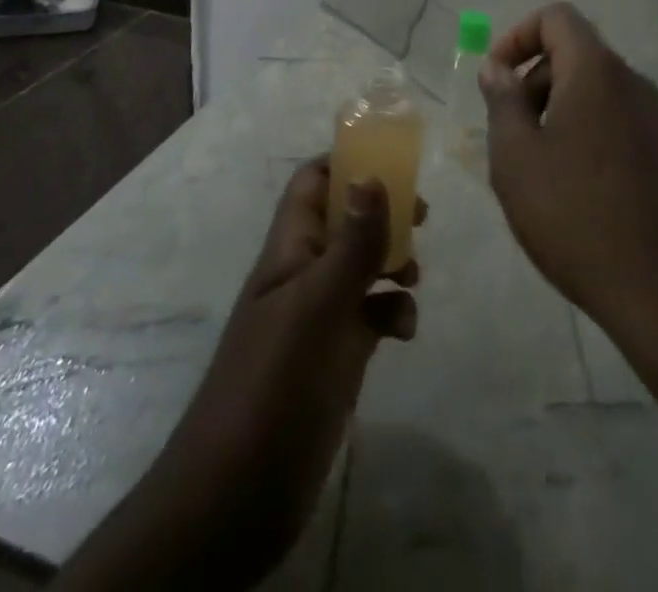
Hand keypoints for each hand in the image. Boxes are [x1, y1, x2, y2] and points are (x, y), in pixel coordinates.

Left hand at [150, 159, 424, 585]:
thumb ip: (351, 244)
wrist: (236, 497)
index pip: (312, 183)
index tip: (393, 159)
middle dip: (383, 211)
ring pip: (363, 266)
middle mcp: (305, 274)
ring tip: (414, 276)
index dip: (346, 162)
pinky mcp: (338, 356)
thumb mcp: (317, 307)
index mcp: (289, 250)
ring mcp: (321, 317)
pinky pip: (373, 316)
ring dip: (394, 262)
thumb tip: (373, 174)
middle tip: (421, 216)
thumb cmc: (273, 385)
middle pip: (346, 220)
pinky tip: (405, 332)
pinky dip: (394, 314)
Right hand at [480, 4, 657, 406]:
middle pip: (573, 53)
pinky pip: (615, 118)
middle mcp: (631, 81)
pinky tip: (572, 187)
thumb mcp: (517, 158)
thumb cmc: (577, 217)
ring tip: (537, 167)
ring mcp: (655, 116)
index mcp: (595, 70)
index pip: (556, 17)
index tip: (495, 79)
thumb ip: (502, 101)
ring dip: (556, 110)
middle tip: (510, 134)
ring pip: (593, 88)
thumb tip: (495, 66)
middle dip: (533, 80)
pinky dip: (584, 131)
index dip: (517, 36)